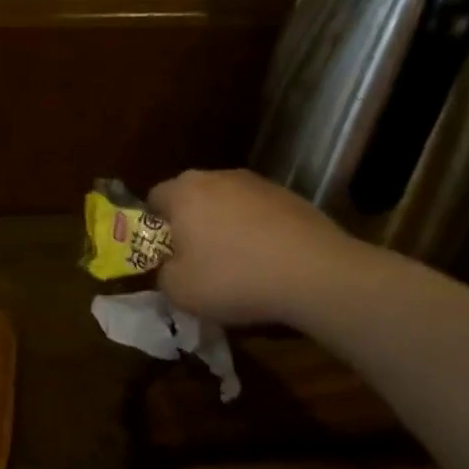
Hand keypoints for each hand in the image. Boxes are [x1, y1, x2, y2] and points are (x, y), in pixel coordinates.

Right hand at [147, 169, 358, 327]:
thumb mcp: (179, 291)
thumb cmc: (234, 278)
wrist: (315, 274)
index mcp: (184, 192)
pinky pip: (260, 213)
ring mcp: (258, 183)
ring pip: (228, 203)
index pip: (154, 198)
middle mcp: (218, 177)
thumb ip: (163, 274)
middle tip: (196, 260)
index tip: (164, 254)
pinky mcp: (291, 197)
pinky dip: (258, 232)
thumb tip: (171, 267)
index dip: (154, 227)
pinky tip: (269, 262)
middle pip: (192, 197)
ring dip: (226, 226)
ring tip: (238, 264)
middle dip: (191, 224)